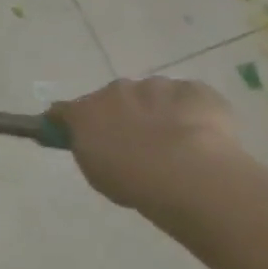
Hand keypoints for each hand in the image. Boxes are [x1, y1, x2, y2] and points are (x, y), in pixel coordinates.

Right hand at [49, 76, 240, 211]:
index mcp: (85, 111)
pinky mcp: (195, 90)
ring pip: (152, 95)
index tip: (72, 133)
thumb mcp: (97, 174)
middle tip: (136, 143)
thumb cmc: (135, 181)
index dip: (68, 122)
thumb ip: (89, 150)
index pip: (65, 110)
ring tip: (176, 143)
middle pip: (113, 98)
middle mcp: (116, 91)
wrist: (192, 175)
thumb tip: (89, 140)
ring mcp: (156, 87)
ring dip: (156, 111)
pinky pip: (188, 98)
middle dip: (120, 114)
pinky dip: (190, 112)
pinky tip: (202, 135)